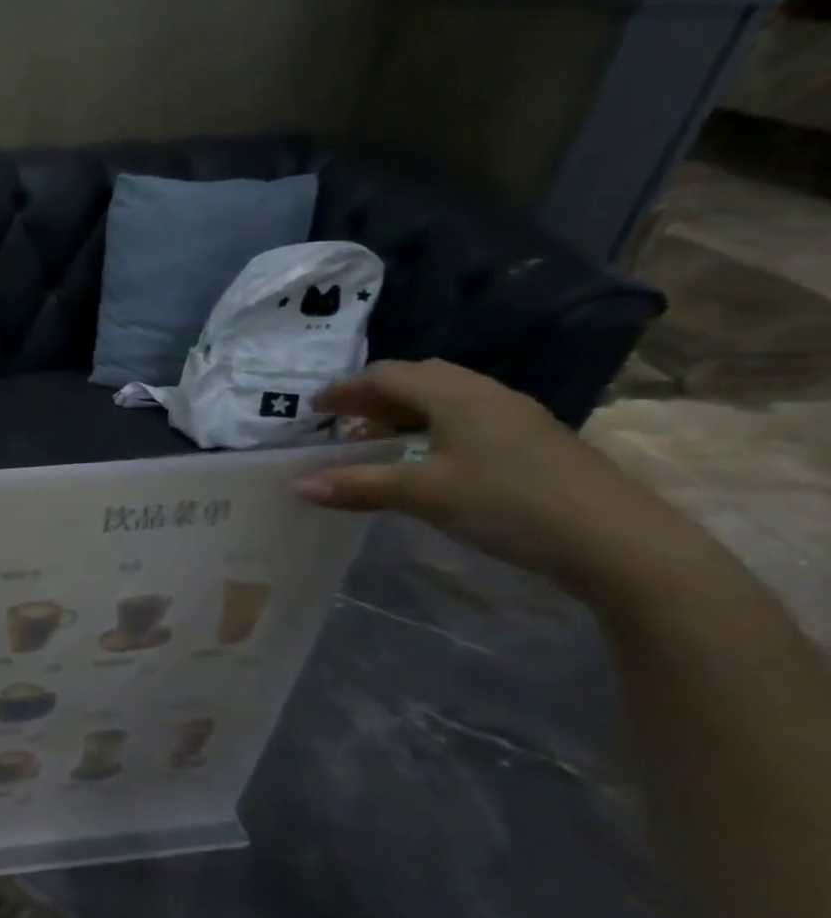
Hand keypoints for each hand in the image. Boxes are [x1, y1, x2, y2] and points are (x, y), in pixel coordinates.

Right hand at [295, 360, 709, 598]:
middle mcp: (487, 395)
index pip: (389, 376)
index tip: (315, 410)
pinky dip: (433, 427)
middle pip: (420, 378)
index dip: (347, 389)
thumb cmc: (510, 504)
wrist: (619, 542)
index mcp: (457, 396)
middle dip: (376, 395)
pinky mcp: (534, 443)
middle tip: (344, 421)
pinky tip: (429, 458)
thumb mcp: (425, 495)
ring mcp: (517, 417)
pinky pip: (468, 418)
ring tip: (379, 439)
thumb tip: (299, 485)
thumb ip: (359, 486)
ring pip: (447, 398)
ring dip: (406, 411)